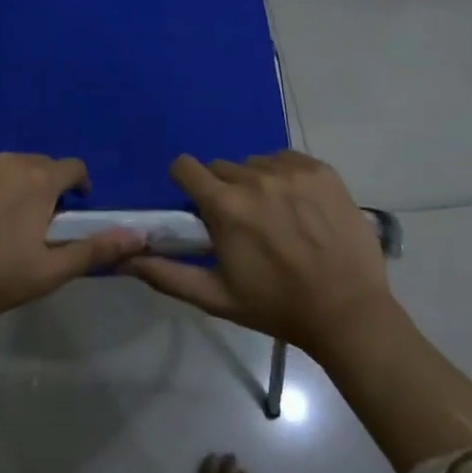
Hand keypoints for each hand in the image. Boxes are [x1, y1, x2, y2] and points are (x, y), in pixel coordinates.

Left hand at [0, 154, 145, 324]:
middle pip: (37, 164)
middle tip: (33, 221)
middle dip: (43, 185)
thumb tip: (138, 235)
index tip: (71, 209)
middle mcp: (7, 160)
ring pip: (4, 164)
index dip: (77, 186)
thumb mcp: (49, 272)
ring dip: (10, 182)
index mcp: (38, 181)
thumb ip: (95, 249)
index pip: (72, 168)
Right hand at [126, 151, 394, 363]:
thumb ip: (166, 274)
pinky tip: (299, 207)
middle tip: (241, 223)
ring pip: (255, 163)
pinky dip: (286, 177)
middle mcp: (255, 178)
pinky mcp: (322, 170)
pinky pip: (288, 160)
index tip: (196, 203)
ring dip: (255, 183)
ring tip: (275, 217)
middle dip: (223, 190)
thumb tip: (123, 258)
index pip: (185, 166)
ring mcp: (292, 171)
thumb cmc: (276, 307)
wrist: (348, 312)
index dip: (185, 182)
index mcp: (225, 206)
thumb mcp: (216, 297)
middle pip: (221, 168)